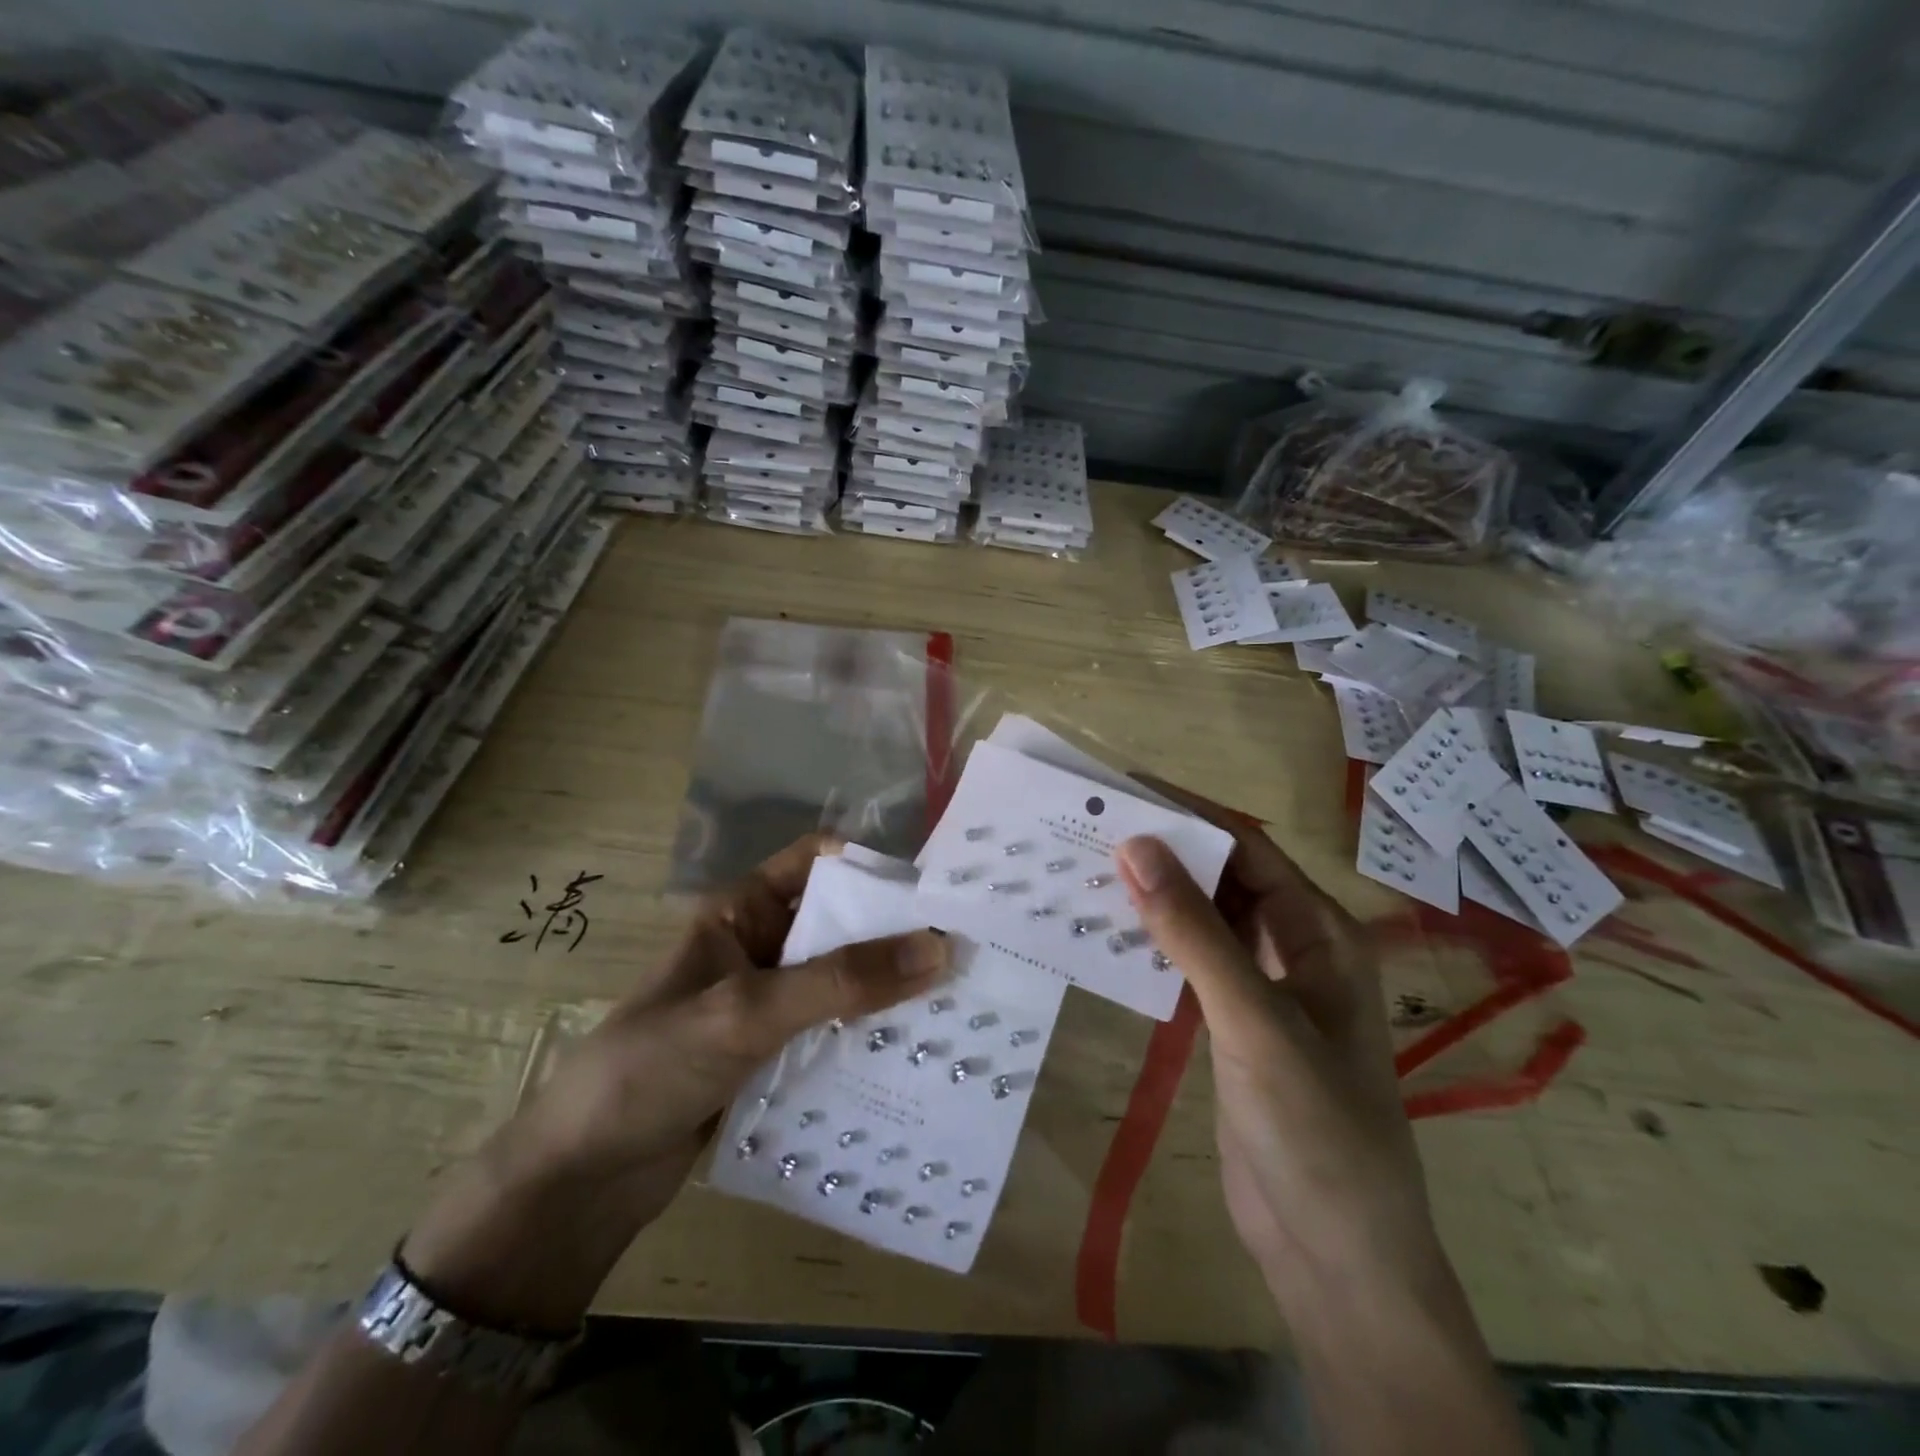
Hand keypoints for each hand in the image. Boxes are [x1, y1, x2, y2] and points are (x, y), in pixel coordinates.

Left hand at [402, 835, 950, 1330]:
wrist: (579, 1182)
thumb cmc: (651, 1067)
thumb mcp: (748, 1012)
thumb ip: (841, 981)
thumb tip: (939, 947)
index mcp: (740, 912)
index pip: (816, 862)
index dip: (871, 864)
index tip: (936, 885)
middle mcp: (759, 948)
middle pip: (839, 923)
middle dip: (894, 934)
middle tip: (967, 948)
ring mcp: (766, 1005)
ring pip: (841, 981)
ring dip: (888, 991)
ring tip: (960, 1001)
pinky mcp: (772, 1056)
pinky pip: (832, 1033)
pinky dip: (868, 1038)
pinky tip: (916, 1054)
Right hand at [1114, 805, 1440, 1304]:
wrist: (1335, 1256)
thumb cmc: (1316, 1129)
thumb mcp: (1253, 1021)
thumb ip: (1194, 934)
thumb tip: (1136, 847)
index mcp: (1319, 933)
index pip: (1247, 849)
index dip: (1189, 815)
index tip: (1124, 792)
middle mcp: (1294, 950)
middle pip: (1224, 879)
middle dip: (1166, 853)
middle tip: (1091, 829)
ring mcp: (1262, 990)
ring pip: (1204, 922)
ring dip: (1156, 898)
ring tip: (1088, 870)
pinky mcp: (1232, 1026)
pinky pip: (1190, 964)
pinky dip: (1154, 944)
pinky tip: (1109, 935)